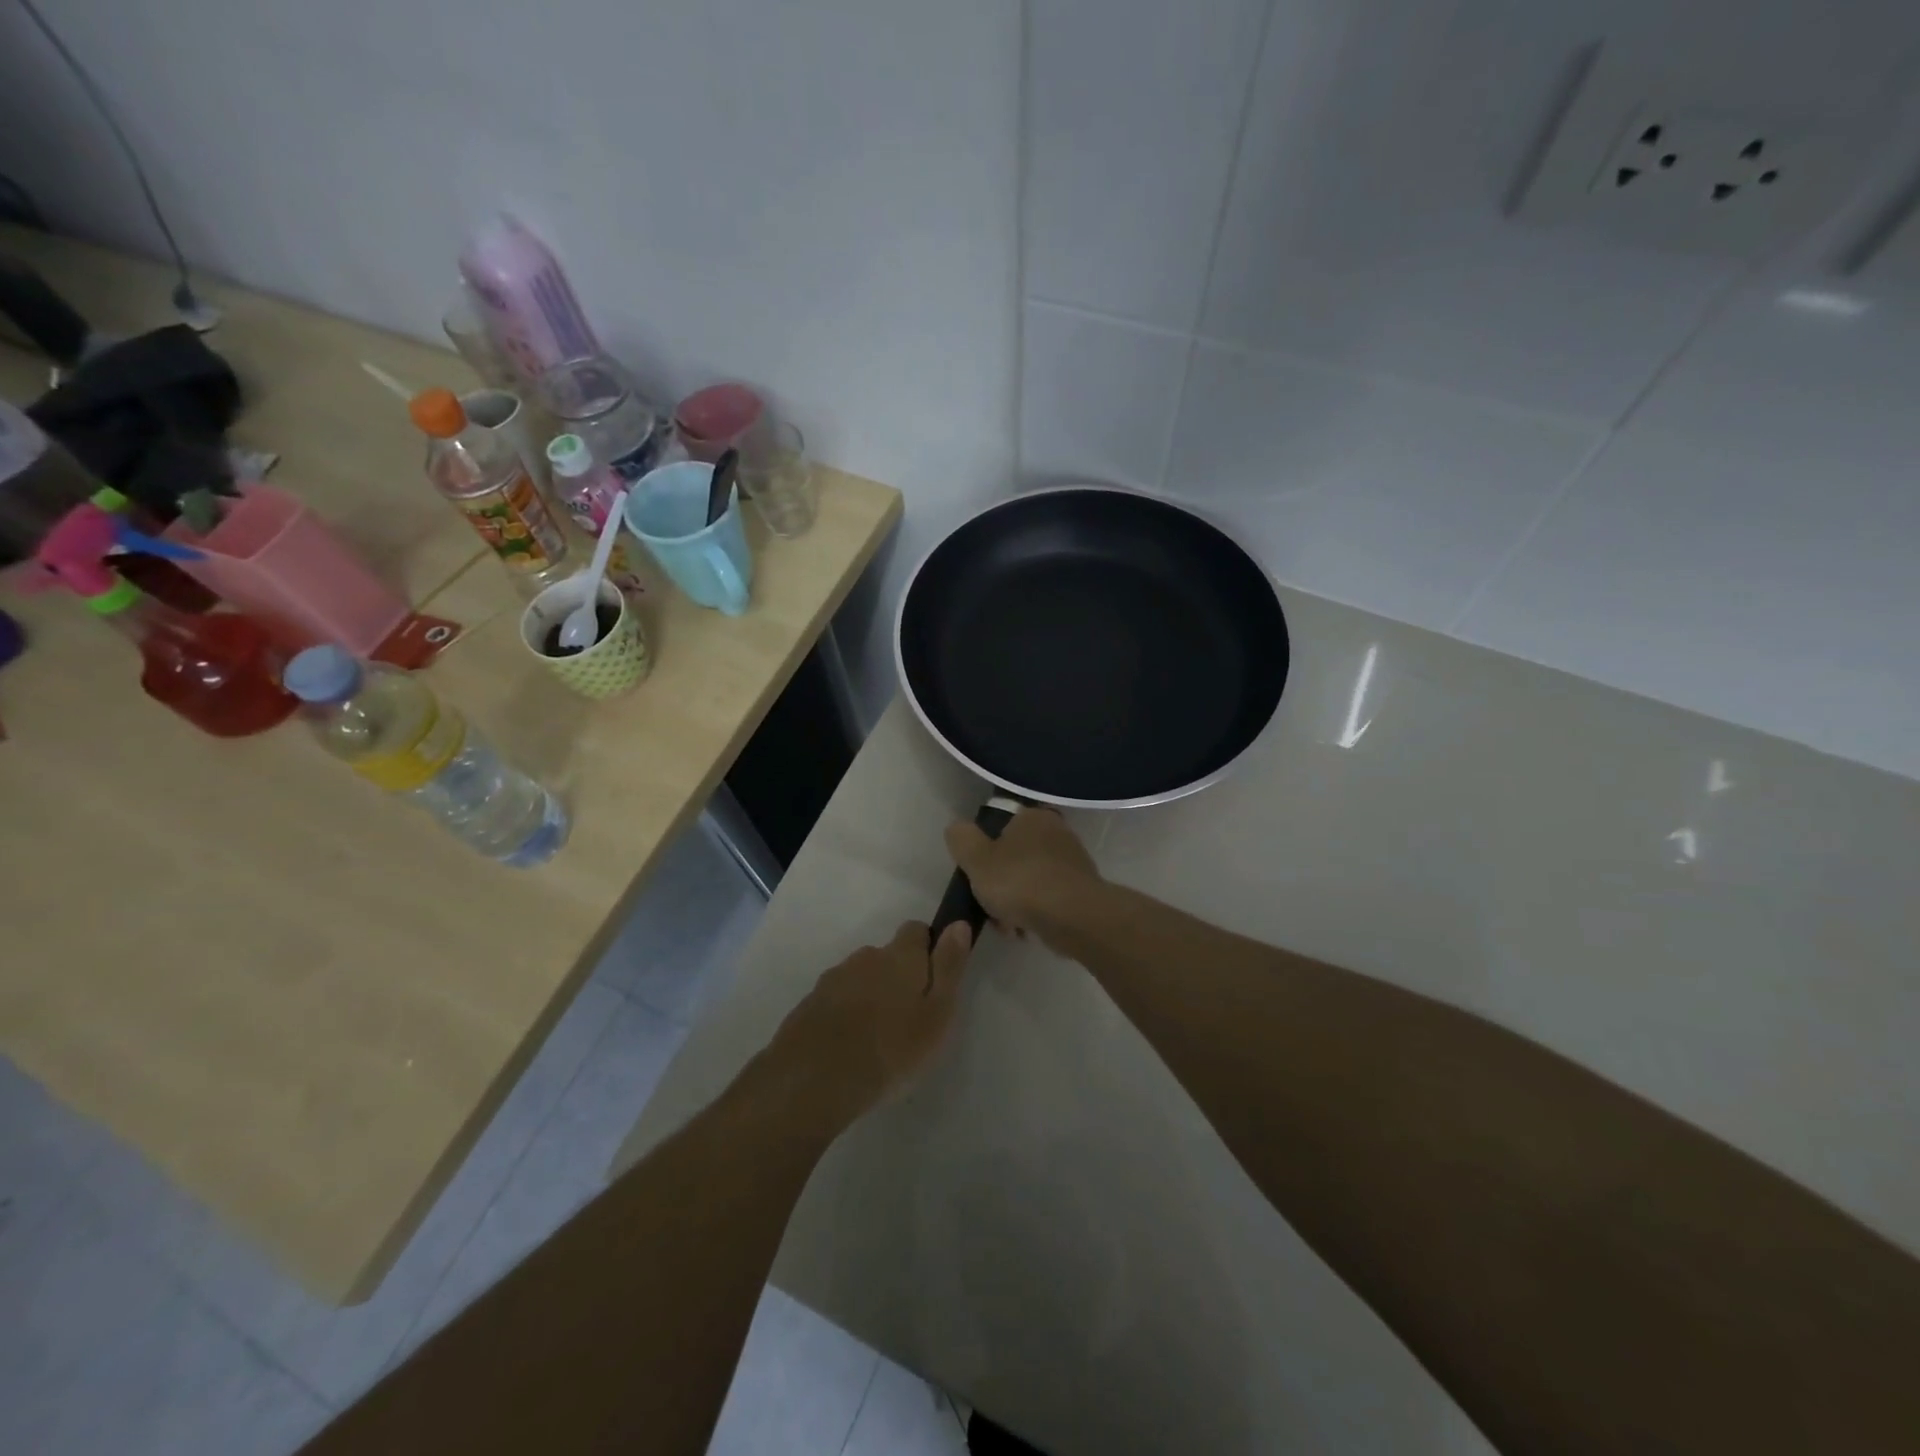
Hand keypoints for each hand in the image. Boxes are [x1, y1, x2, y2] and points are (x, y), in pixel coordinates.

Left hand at [766, 920, 973, 1125]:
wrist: (815, 1079)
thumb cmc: (891, 1049)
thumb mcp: (937, 1013)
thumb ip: (949, 967)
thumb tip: (958, 924)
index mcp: (900, 956)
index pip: (916, 930)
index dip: (928, 948)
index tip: (933, 980)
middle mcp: (865, 957)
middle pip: (887, 956)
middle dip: (897, 976)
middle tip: (907, 1017)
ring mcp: (833, 979)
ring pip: (860, 978)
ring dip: (870, 995)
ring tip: (877, 1036)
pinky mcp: (810, 1004)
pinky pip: (836, 1000)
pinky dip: (845, 1014)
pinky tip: (849, 1046)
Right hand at [945, 809, 1100, 941]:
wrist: (1074, 918)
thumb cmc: (1021, 882)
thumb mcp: (976, 859)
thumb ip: (962, 840)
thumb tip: (958, 829)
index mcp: (1033, 817)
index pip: (1000, 827)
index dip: (984, 853)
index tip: (977, 877)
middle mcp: (1057, 832)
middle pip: (1015, 858)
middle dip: (1000, 885)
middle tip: (990, 907)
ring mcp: (1073, 862)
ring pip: (1031, 882)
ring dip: (1016, 904)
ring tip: (1009, 927)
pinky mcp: (1082, 891)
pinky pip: (1049, 900)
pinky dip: (1036, 914)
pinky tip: (1027, 932)